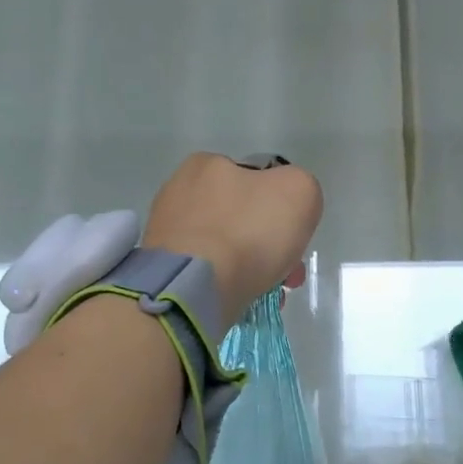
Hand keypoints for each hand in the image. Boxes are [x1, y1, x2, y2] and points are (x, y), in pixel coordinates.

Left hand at [143, 153, 323, 325]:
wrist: (194, 288)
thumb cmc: (249, 232)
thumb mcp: (300, 192)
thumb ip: (301, 187)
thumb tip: (286, 206)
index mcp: (207, 164)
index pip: (256, 180)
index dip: (282, 209)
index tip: (294, 238)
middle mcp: (179, 191)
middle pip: (240, 218)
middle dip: (267, 245)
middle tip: (287, 275)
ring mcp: (165, 232)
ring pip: (224, 247)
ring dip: (250, 267)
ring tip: (267, 294)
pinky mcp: (161, 268)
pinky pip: (204, 272)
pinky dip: (225, 284)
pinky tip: (240, 299)